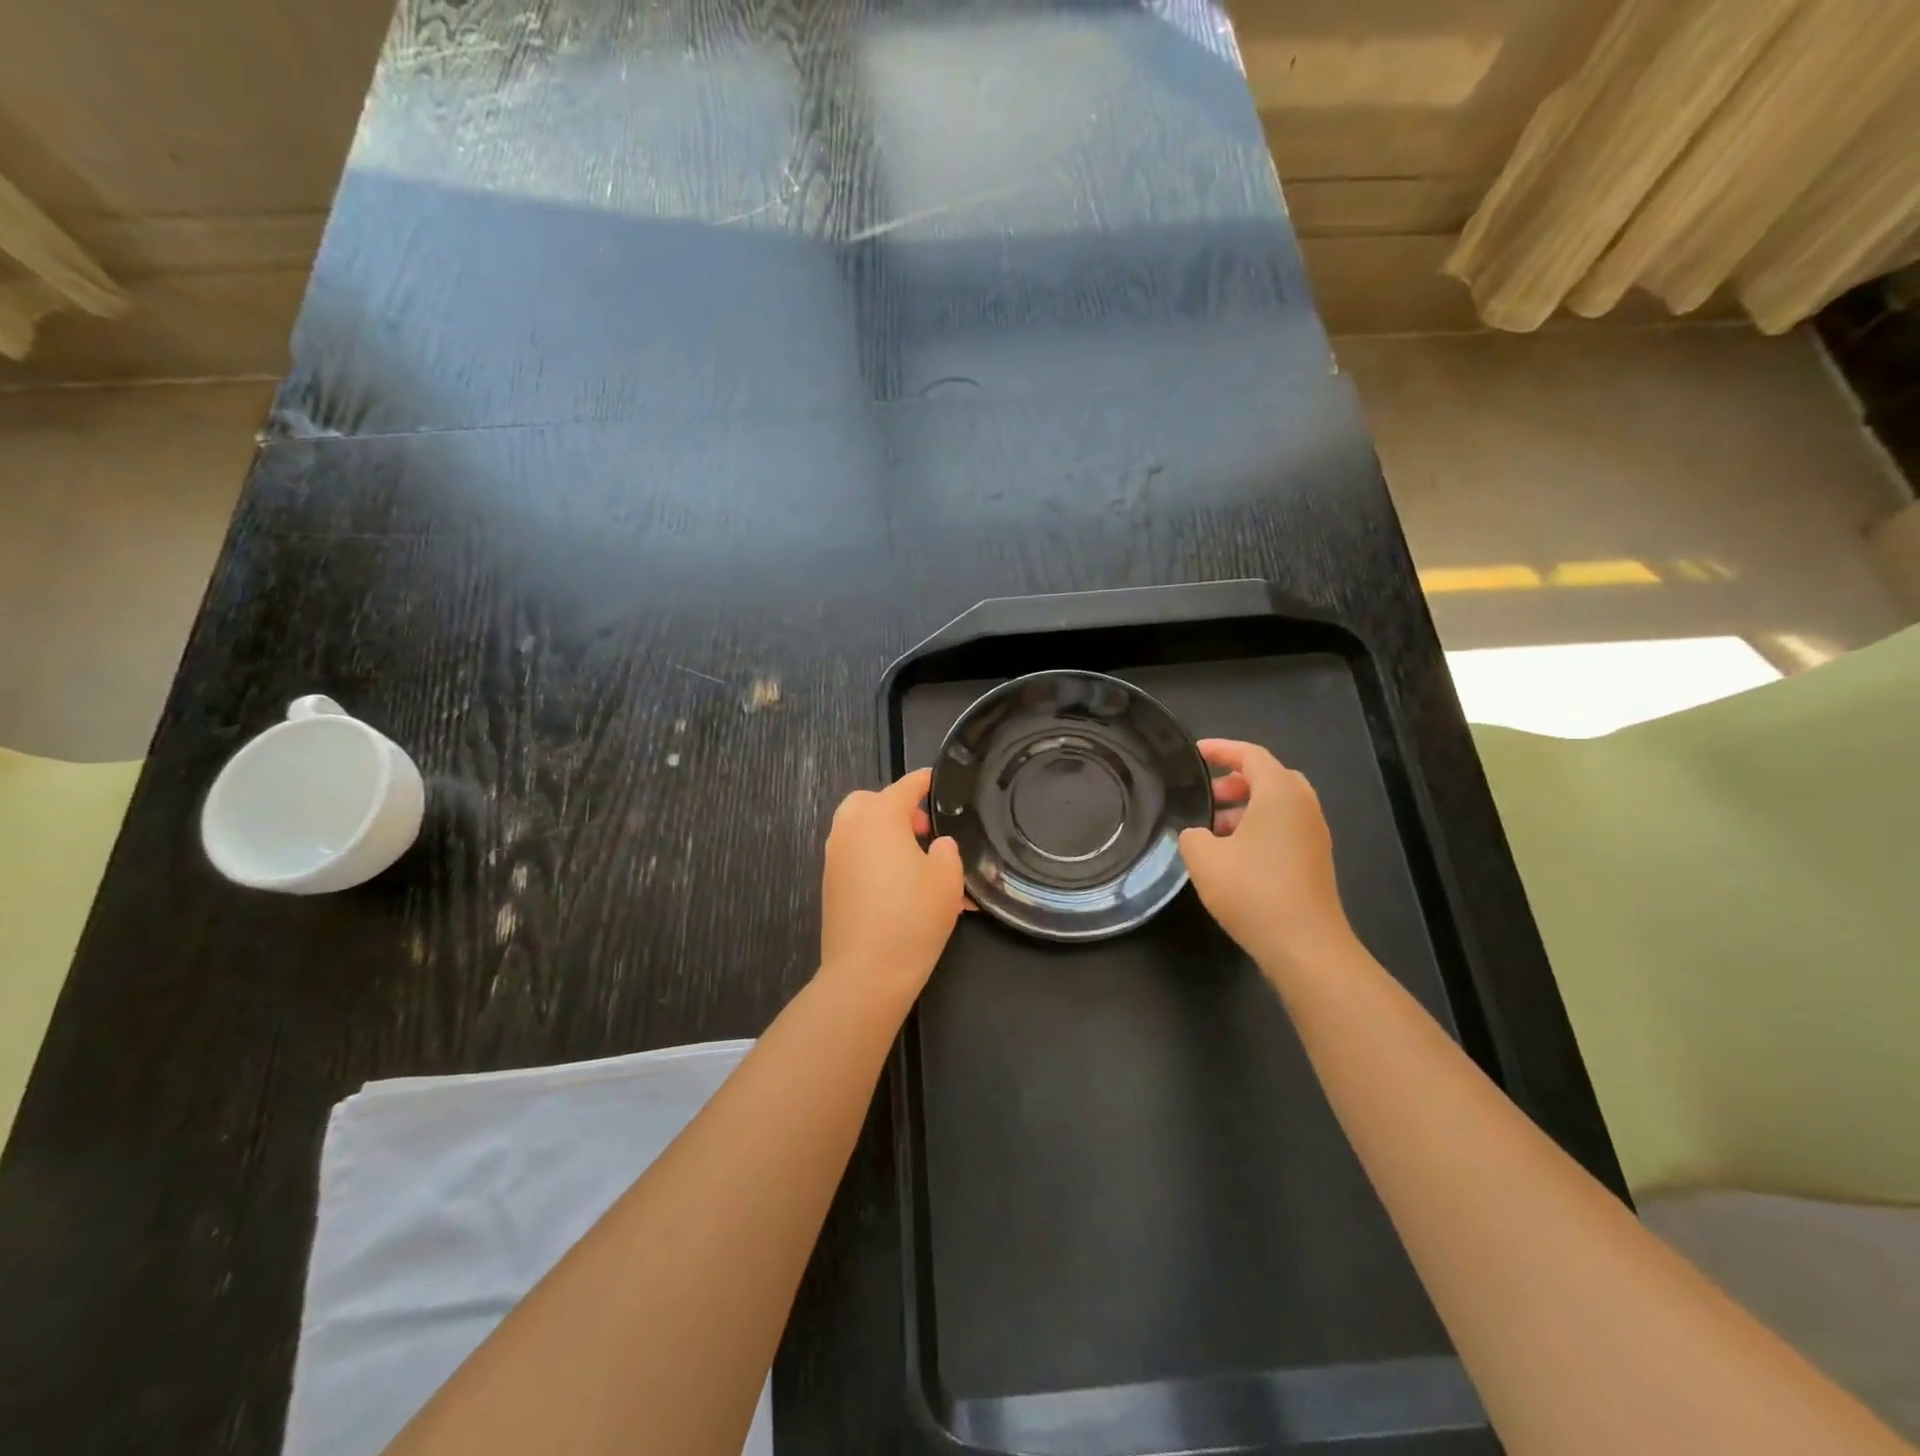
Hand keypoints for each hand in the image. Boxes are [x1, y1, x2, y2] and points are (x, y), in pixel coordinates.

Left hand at [819, 768, 965, 1000]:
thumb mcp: (947, 879)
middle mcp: (850, 829)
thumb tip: (937, 845)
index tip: (938, 780)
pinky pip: (854, 855)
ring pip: (858, 828)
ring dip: (884, 833)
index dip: (924, 781)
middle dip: (897, 807)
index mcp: (879, 817)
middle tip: (924, 829)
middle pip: (870, 801)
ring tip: (916, 860)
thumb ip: (946, 852)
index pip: (905, 787)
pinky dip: (873, 856)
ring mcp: (835, 857)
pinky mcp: (830, 884)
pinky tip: (899, 884)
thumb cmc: (912, 917)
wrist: (866, 972)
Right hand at [1178, 740, 1356, 971]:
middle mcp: (1303, 807)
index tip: (1195, 753)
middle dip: (1236, 781)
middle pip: (1270, 777)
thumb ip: (1192, 835)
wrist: (1304, 946)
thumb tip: (1197, 834)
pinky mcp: (1315, 862)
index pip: (1251, 755)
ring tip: (1212, 829)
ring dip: (1246, 808)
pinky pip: (1284, 829)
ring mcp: (1314, 836)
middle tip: (1206, 795)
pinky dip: (1258, 829)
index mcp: (1280, 793)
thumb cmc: (1252, 890)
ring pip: (1278, 806)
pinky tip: (1232, 856)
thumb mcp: (1203, 857)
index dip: (1221, 749)